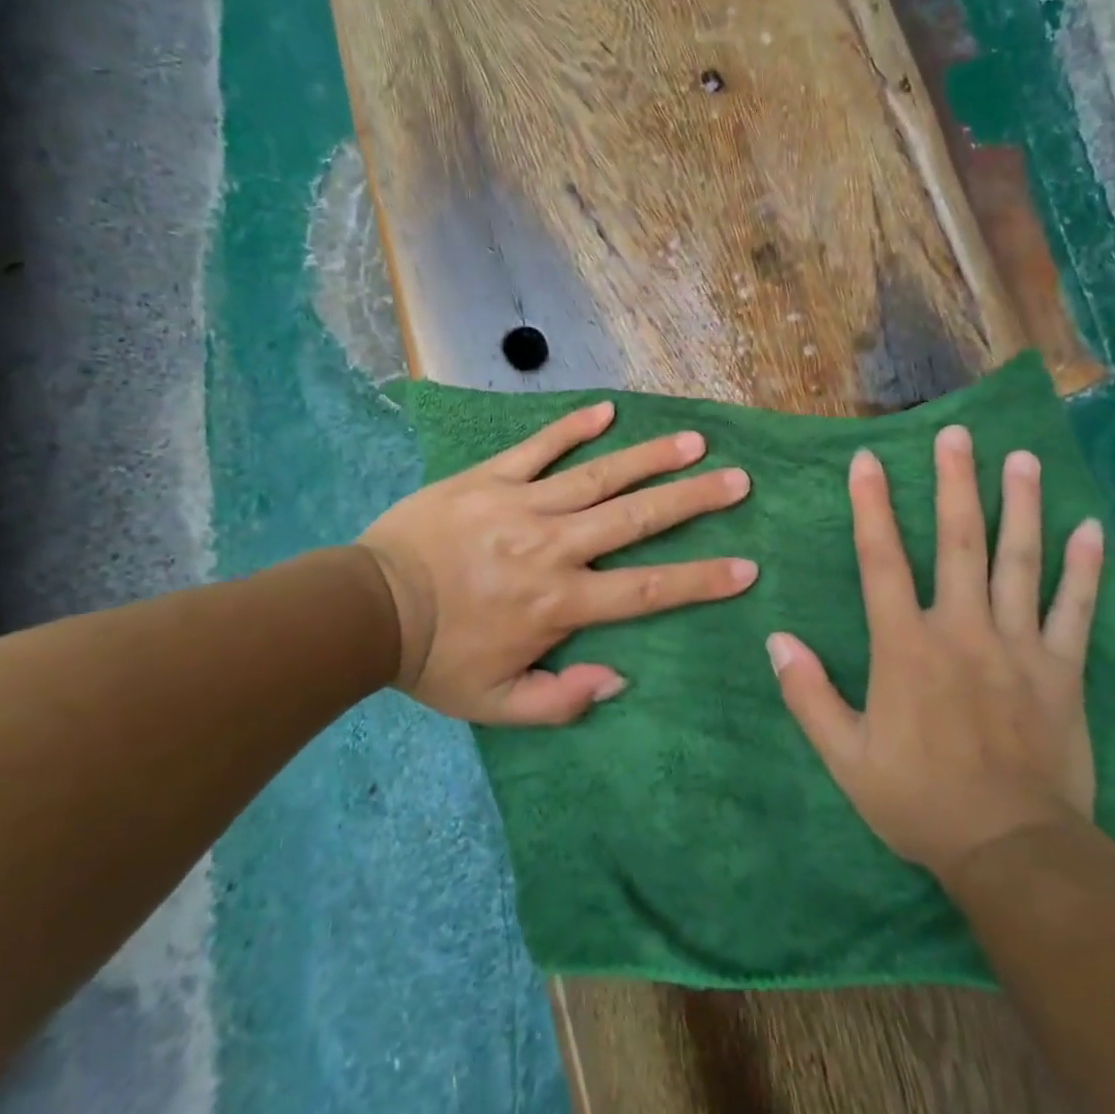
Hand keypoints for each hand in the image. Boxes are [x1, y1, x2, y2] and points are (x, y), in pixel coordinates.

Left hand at [357, 401, 756, 725]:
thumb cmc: (437, 659)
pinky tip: (607, 410)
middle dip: (693, 500)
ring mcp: (523, 504)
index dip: (700, 580)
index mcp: (560, 602)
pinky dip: (571, 428)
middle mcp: (554, 546)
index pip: (646, 590)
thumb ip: (562, 699)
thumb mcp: (497, 703)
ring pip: (598, 477)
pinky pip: (537, 447)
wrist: (368, 610)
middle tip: (738, 481)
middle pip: (636, 519)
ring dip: (649, 458)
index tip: (747, 568)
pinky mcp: (490, 478)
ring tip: (693, 441)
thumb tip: (620, 677)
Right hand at [768, 428, 1103, 881]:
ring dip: (1019, 507)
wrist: (1011, 851)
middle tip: (958, 434)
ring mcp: (1017, 646)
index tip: (868, 460)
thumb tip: (775, 640)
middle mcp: (961, 630)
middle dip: (954, 484)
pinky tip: (1089, 528)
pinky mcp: (1061, 670)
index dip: (872, 508)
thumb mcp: (846, 758)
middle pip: (957, 543)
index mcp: (906, 647)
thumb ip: (808, 696)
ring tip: (1021, 458)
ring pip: (1019, 562)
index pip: (882, 562)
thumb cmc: (920, 800)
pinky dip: (1084, 568)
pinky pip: (1075, 610)